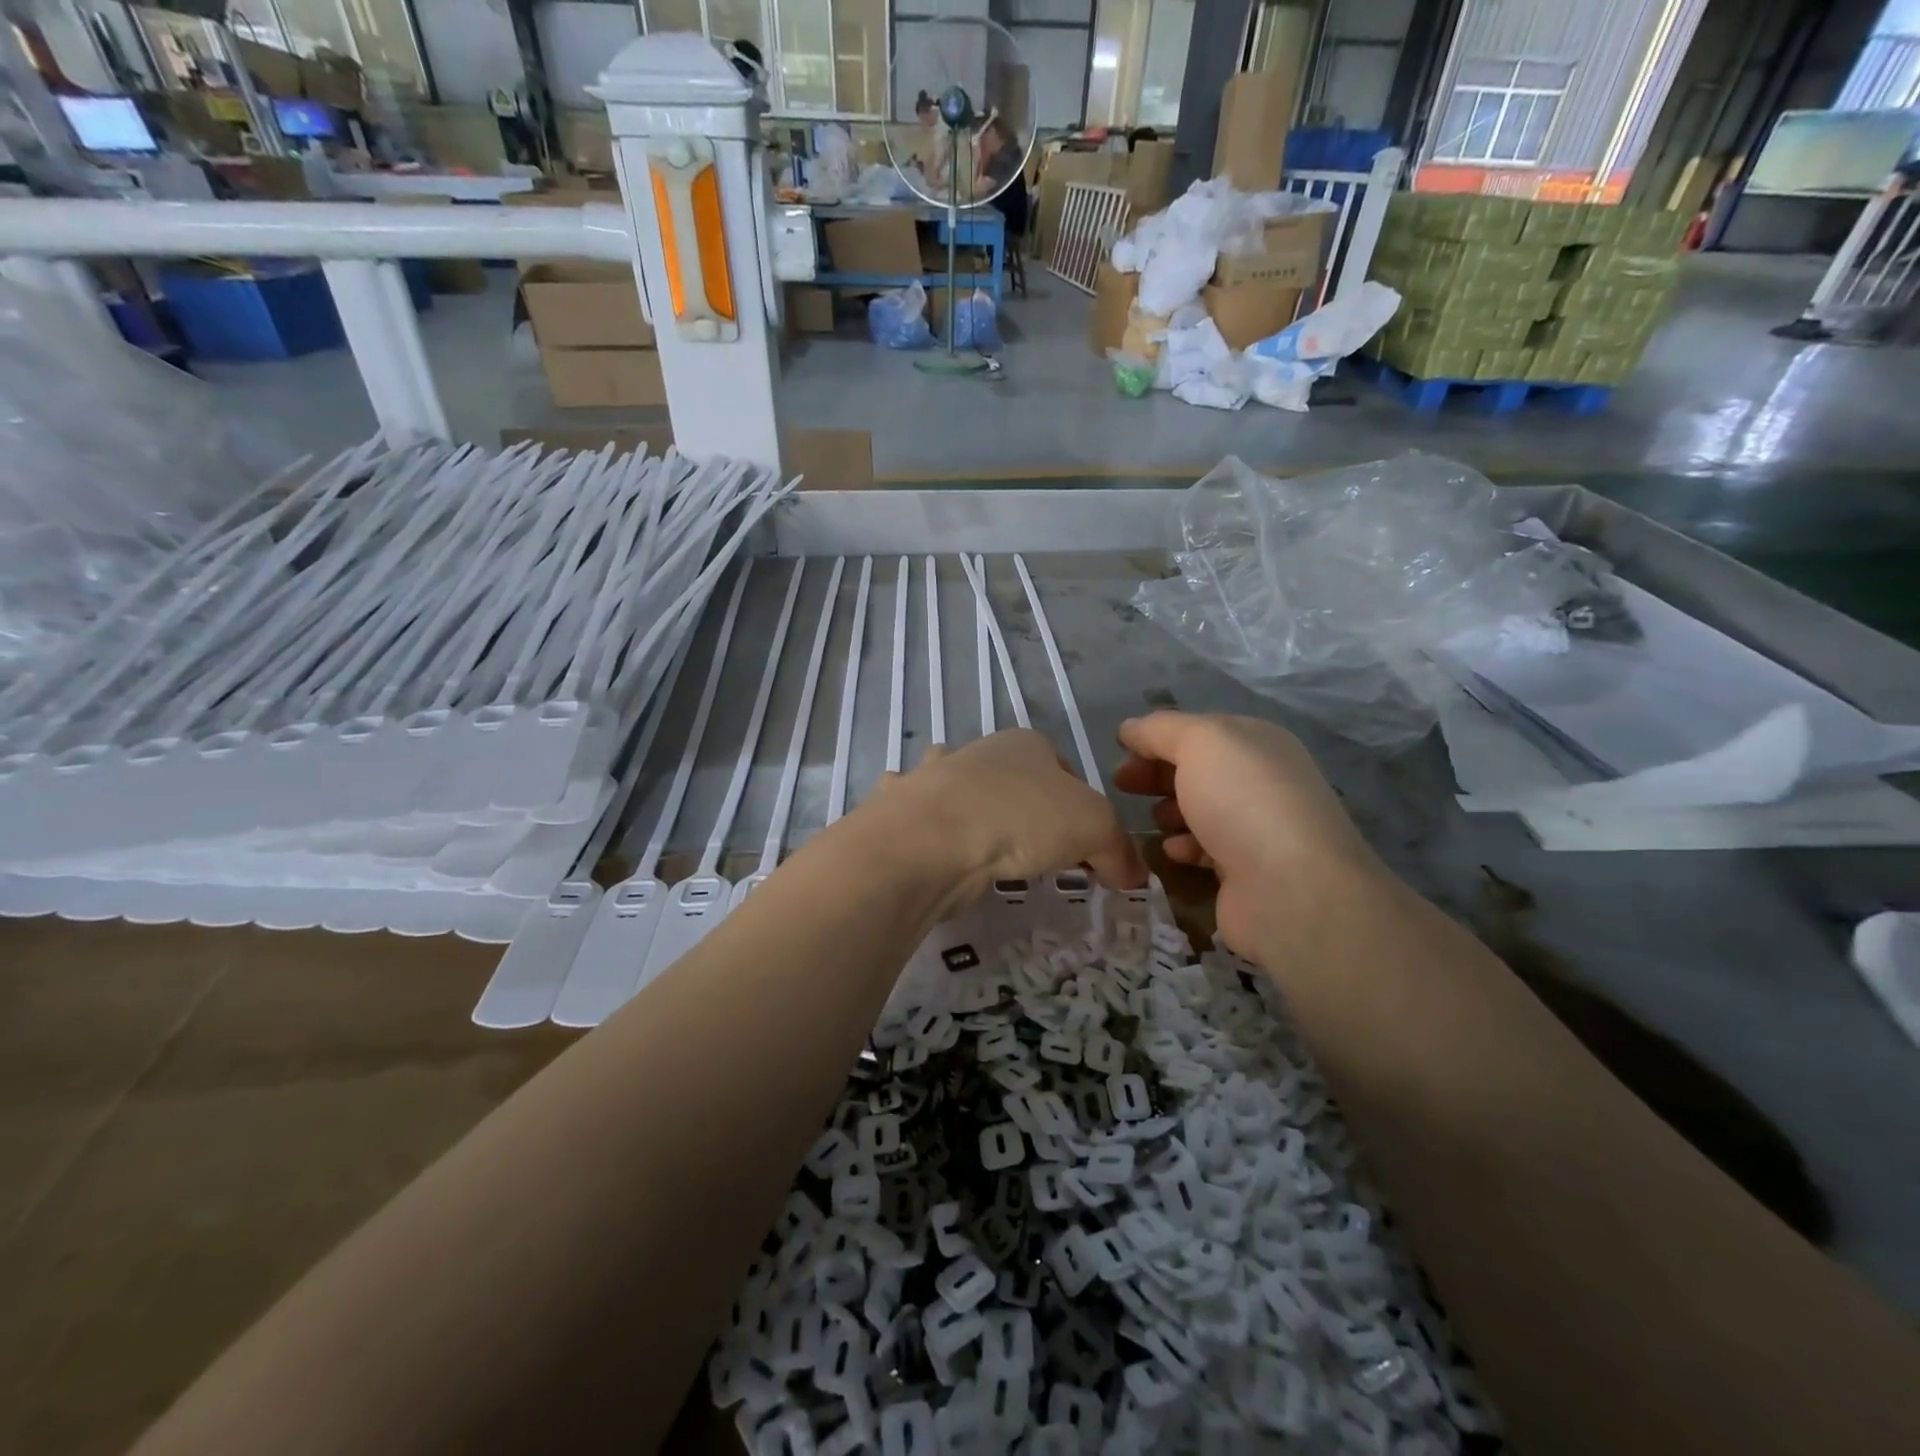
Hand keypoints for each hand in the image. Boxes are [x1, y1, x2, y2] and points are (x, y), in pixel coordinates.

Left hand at [883, 729, 1145, 898]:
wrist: (933, 838)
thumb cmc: (1022, 819)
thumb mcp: (1094, 829)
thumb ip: (1119, 850)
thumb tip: (1133, 875)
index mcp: (1027, 744)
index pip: (1067, 772)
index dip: (1082, 811)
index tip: (1084, 851)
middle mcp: (979, 752)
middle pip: (1014, 781)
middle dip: (1026, 811)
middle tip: (1036, 855)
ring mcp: (934, 777)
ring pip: (961, 789)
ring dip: (971, 808)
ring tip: (984, 847)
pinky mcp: (904, 810)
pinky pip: (919, 814)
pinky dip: (925, 825)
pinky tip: (933, 846)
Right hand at [1114, 711, 1385, 955]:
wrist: (1291, 888)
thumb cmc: (1242, 800)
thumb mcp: (1200, 742)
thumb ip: (1160, 730)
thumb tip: (1130, 728)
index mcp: (1256, 741)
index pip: (1198, 730)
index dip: (1156, 737)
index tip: (1119, 753)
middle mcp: (1261, 779)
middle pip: (1198, 769)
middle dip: (1158, 774)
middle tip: (1122, 786)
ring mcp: (1257, 827)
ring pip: (1201, 809)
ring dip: (1170, 810)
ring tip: (1151, 819)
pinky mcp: (1248, 871)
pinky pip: (1207, 850)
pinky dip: (1185, 846)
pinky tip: (1170, 851)